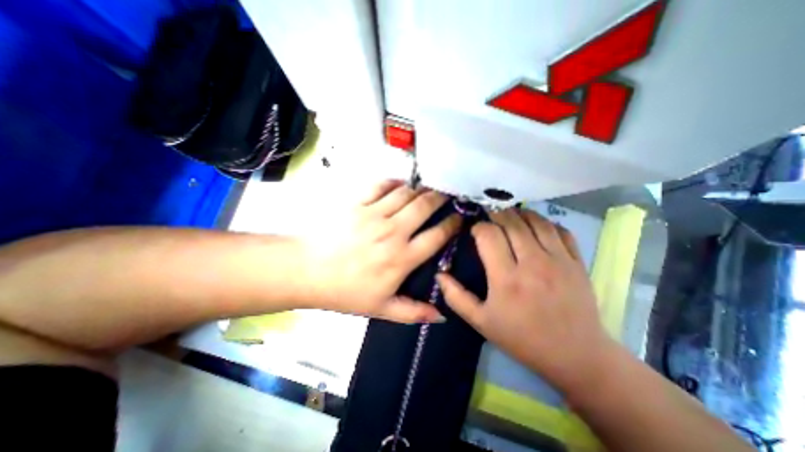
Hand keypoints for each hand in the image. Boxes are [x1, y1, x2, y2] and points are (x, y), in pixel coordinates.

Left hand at [301, 179, 462, 324]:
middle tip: (447, 196)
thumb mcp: (381, 309)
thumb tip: (441, 316)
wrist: (307, 271)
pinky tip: (400, 185)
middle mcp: (393, 231)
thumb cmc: (345, 291)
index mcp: (402, 257)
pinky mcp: (357, 203)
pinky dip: (394, 182)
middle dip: (441, 198)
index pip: (437, 236)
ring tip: (426, 190)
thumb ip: (413, 312)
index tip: (459, 219)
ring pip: (406, 193)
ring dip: (420, 189)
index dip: (452, 224)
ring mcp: (374, 214)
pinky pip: (381, 185)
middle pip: (425, 206)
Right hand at [439, 209, 614, 395]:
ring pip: (536, 221)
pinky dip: (545, 222)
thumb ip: (456, 297)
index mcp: (506, 278)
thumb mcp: (481, 322)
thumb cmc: (521, 338)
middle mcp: (533, 263)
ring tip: (509, 216)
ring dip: (519, 213)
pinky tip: (535, 226)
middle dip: (496, 214)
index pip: (489, 235)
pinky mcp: (577, 262)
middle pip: (512, 222)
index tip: (475, 231)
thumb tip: (439, 275)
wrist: (574, 356)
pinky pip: (560, 230)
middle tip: (489, 216)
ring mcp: (559, 260)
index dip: (478, 227)